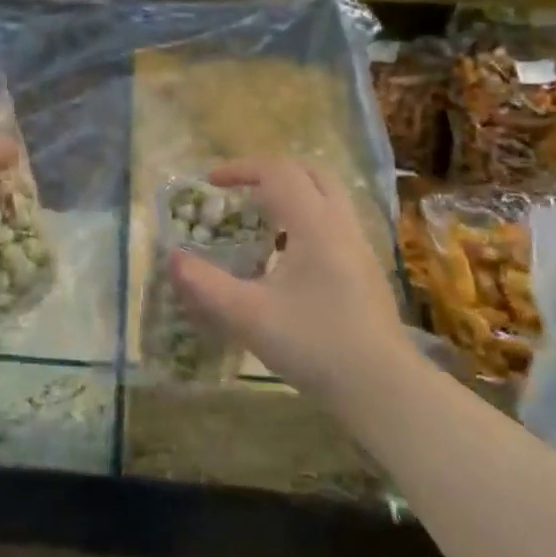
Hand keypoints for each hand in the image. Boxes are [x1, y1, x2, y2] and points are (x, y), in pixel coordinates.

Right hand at [171, 159, 410, 401]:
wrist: (382, 387)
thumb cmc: (315, 344)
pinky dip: (306, 221)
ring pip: (328, 199)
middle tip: (240, 192)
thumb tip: (172, 258)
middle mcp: (342, 226)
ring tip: (259, 222)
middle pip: (311, 174)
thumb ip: (205, 285)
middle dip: (271, 173)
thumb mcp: (248, 316)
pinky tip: (286, 258)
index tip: (210, 182)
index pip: (278, 173)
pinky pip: (334, 225)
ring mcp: (360, 248)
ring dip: (292, 197)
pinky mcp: (366, 271)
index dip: (241, 169)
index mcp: (315, 225)